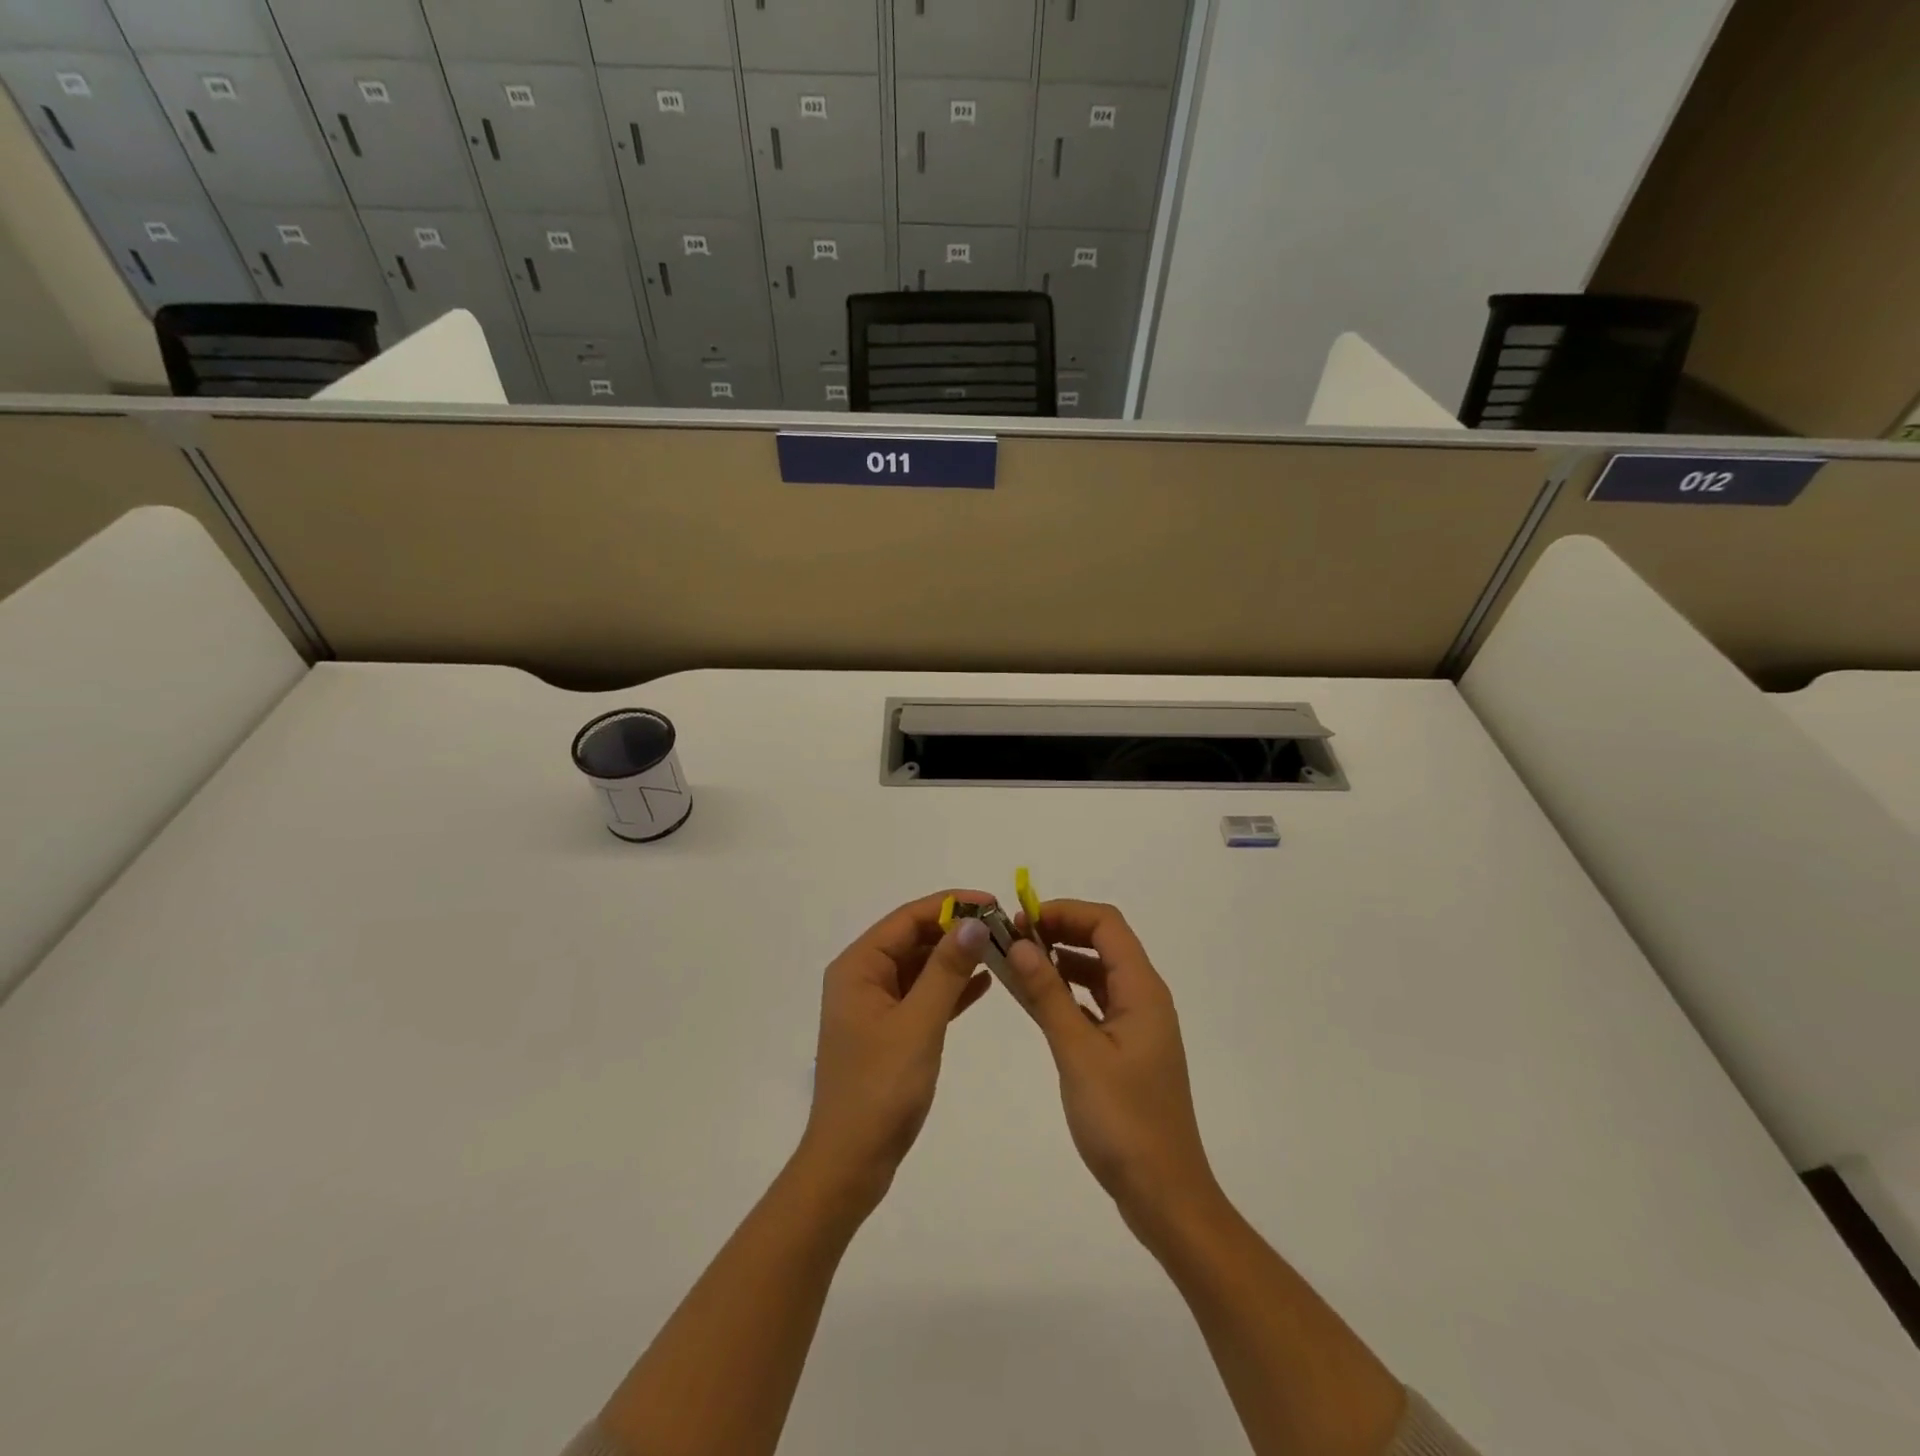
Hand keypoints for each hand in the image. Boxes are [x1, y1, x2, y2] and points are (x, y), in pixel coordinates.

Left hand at [797, 891, 994, 1212]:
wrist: (851, 1162)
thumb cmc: (880, 1088)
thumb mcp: (919, 1023)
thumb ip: (946, 970)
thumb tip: (973, 921)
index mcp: (858, 967)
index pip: (906, 919)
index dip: (949, 905)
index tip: (992, 902)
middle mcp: (862, 978)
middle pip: (913, 939)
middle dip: (955, 931)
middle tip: (1003, 928)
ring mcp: (875, 1006)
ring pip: (920, 967)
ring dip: (956, 958)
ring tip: (1000, 950)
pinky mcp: (889, 1031)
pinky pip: (923, 996)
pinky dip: (950, 988)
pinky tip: (984, 983)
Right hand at [1005, 900, 1220, 1240]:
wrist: (1164, 1194)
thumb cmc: (1123, 1121)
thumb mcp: (1078, 1053)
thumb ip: (1048, 995)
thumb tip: (1020, 944)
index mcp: (1143, 991)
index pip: (1106, 925)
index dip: (1065, 912)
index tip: (1021, 921)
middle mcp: (1145, 999)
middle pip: (1103, 943)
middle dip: (1059, 932)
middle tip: (1012, 939)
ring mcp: (1138, 1026)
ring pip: (1098, 974)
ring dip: (1061, 962)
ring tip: (1018, 963)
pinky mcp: (1128, 1050)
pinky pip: (1095, 1004)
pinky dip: (1067, 993)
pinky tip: (1038, 1001)